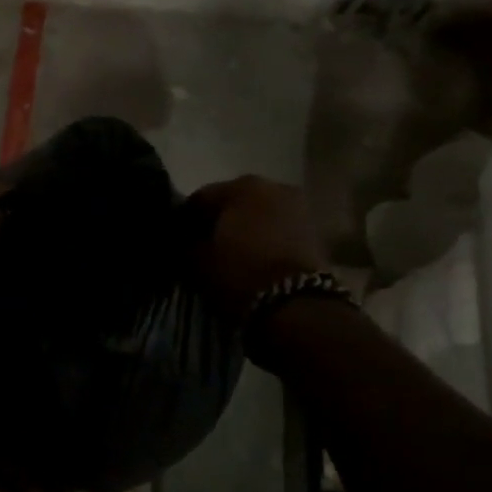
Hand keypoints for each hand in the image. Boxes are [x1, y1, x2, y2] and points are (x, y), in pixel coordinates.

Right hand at [187, 175, 325, 322]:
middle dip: (219, 222)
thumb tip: (184, 240)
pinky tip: (254, 258)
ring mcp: (298, 207)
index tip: (176, 240)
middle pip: (234, 202)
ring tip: (231, 254)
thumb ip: (187, 244)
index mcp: (241, 186)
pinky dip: (265, 239)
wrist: (296, 306)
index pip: (200, 198)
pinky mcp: (314, 231)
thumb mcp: (198, 261)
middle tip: (204, 246)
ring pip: (258, 215)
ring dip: (244, 229)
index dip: (185, 220)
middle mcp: (273, 186)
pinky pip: (278, 229)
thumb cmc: (241, 274)